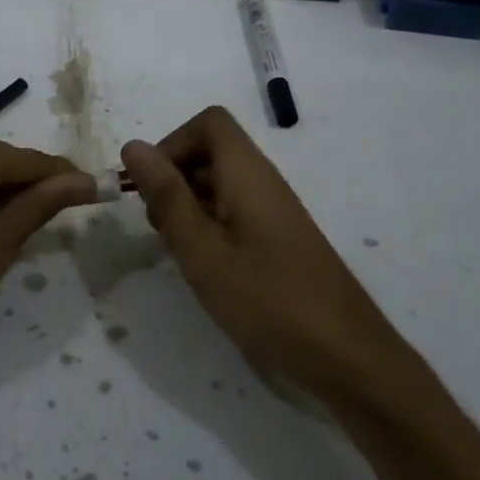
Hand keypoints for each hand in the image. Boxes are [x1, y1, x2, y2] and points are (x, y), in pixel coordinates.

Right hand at [121, 106, 412, 388]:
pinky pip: (235, 212)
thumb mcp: (202, 249)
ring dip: (188, 206)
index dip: (173, 144)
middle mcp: (263, 181)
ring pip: (219, 185)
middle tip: (159, 228)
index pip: (209, 123)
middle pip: (211, 152)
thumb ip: (167, 195)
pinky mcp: (279, 239)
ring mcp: (274, 211)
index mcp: (247, 173)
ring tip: (179, 252)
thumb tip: (133, 146)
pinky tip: (204, 267)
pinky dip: (209, 227)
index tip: (152, 188)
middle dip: (174, 178)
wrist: (346, 356)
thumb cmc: (267, 299)